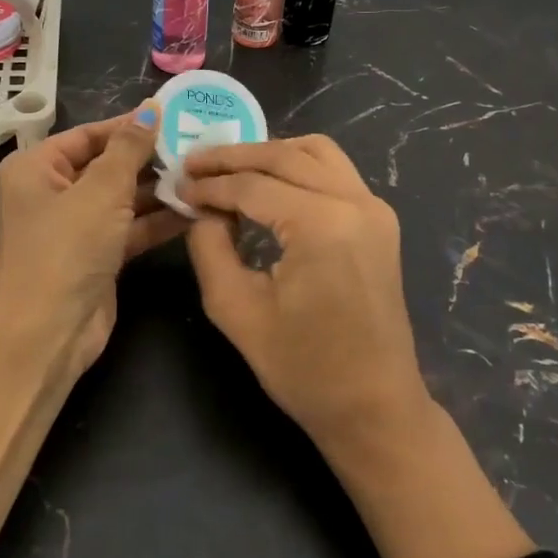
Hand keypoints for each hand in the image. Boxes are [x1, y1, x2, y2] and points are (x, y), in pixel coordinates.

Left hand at [0, 103, 184, 372]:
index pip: (88, 134)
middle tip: (197, 145)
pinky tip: (194, 209)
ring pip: (122, 198)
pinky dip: (157, 220)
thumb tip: (150, 108)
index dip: (129, 125)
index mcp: (36, 167)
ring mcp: (74, 227)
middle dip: (149, 158)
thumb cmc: (67, 247)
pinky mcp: (96, 255)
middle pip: (107, 165)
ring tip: (203, 175)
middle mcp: (51, 192)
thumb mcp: (101, 189)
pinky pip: (129, 227)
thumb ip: (130, 147)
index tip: (173, 115)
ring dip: (158, 190)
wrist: (48, 332)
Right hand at [180, 136, 429, 454]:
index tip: (177, 186)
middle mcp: (354, 201)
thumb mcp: (236, 309)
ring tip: (229, 168)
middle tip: (194, 164)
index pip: (252, 186)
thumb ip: (210, 246)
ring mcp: (374, 207)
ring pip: (315, 151)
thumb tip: (202, 208)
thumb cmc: (303, 368)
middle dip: (233, 157)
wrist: (374, 407)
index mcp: (322, 225)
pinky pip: (335, 170)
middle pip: (284, 155)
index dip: (210, 185)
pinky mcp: (380, 219)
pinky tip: (269, 181)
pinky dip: (299, 165)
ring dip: (270, 152)